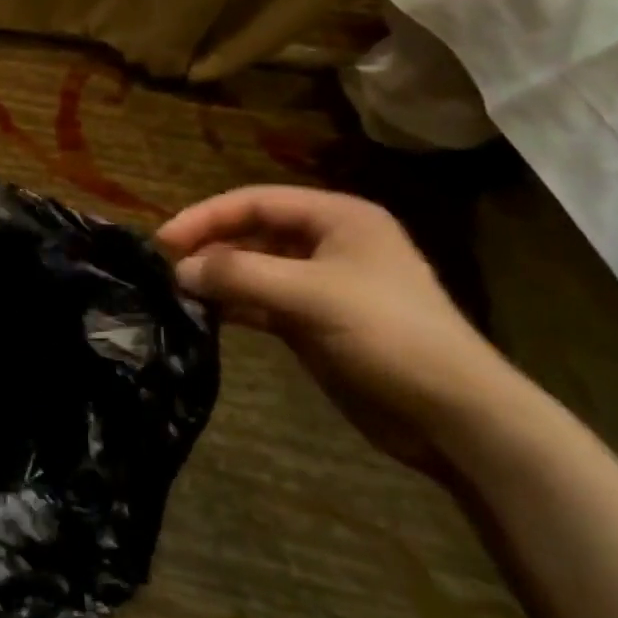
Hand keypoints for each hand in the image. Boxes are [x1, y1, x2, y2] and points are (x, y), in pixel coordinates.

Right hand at [157, 186, 511, 471]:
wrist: (453, 415)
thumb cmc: (388, 335)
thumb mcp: (310, 296)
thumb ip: (239, 275)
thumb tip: (179, 269)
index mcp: (338, 218)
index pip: (256, 201)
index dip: (207, 215)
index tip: (164, 240)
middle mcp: (328, 242)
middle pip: (253, 231)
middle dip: (211, 245)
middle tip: (166, 267)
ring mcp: (321, 283)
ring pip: (254, 267)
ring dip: (218, 276)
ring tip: (178, 291)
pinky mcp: (314, 321)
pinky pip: (261, 301)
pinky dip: (234, 304)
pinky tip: (205, 314)